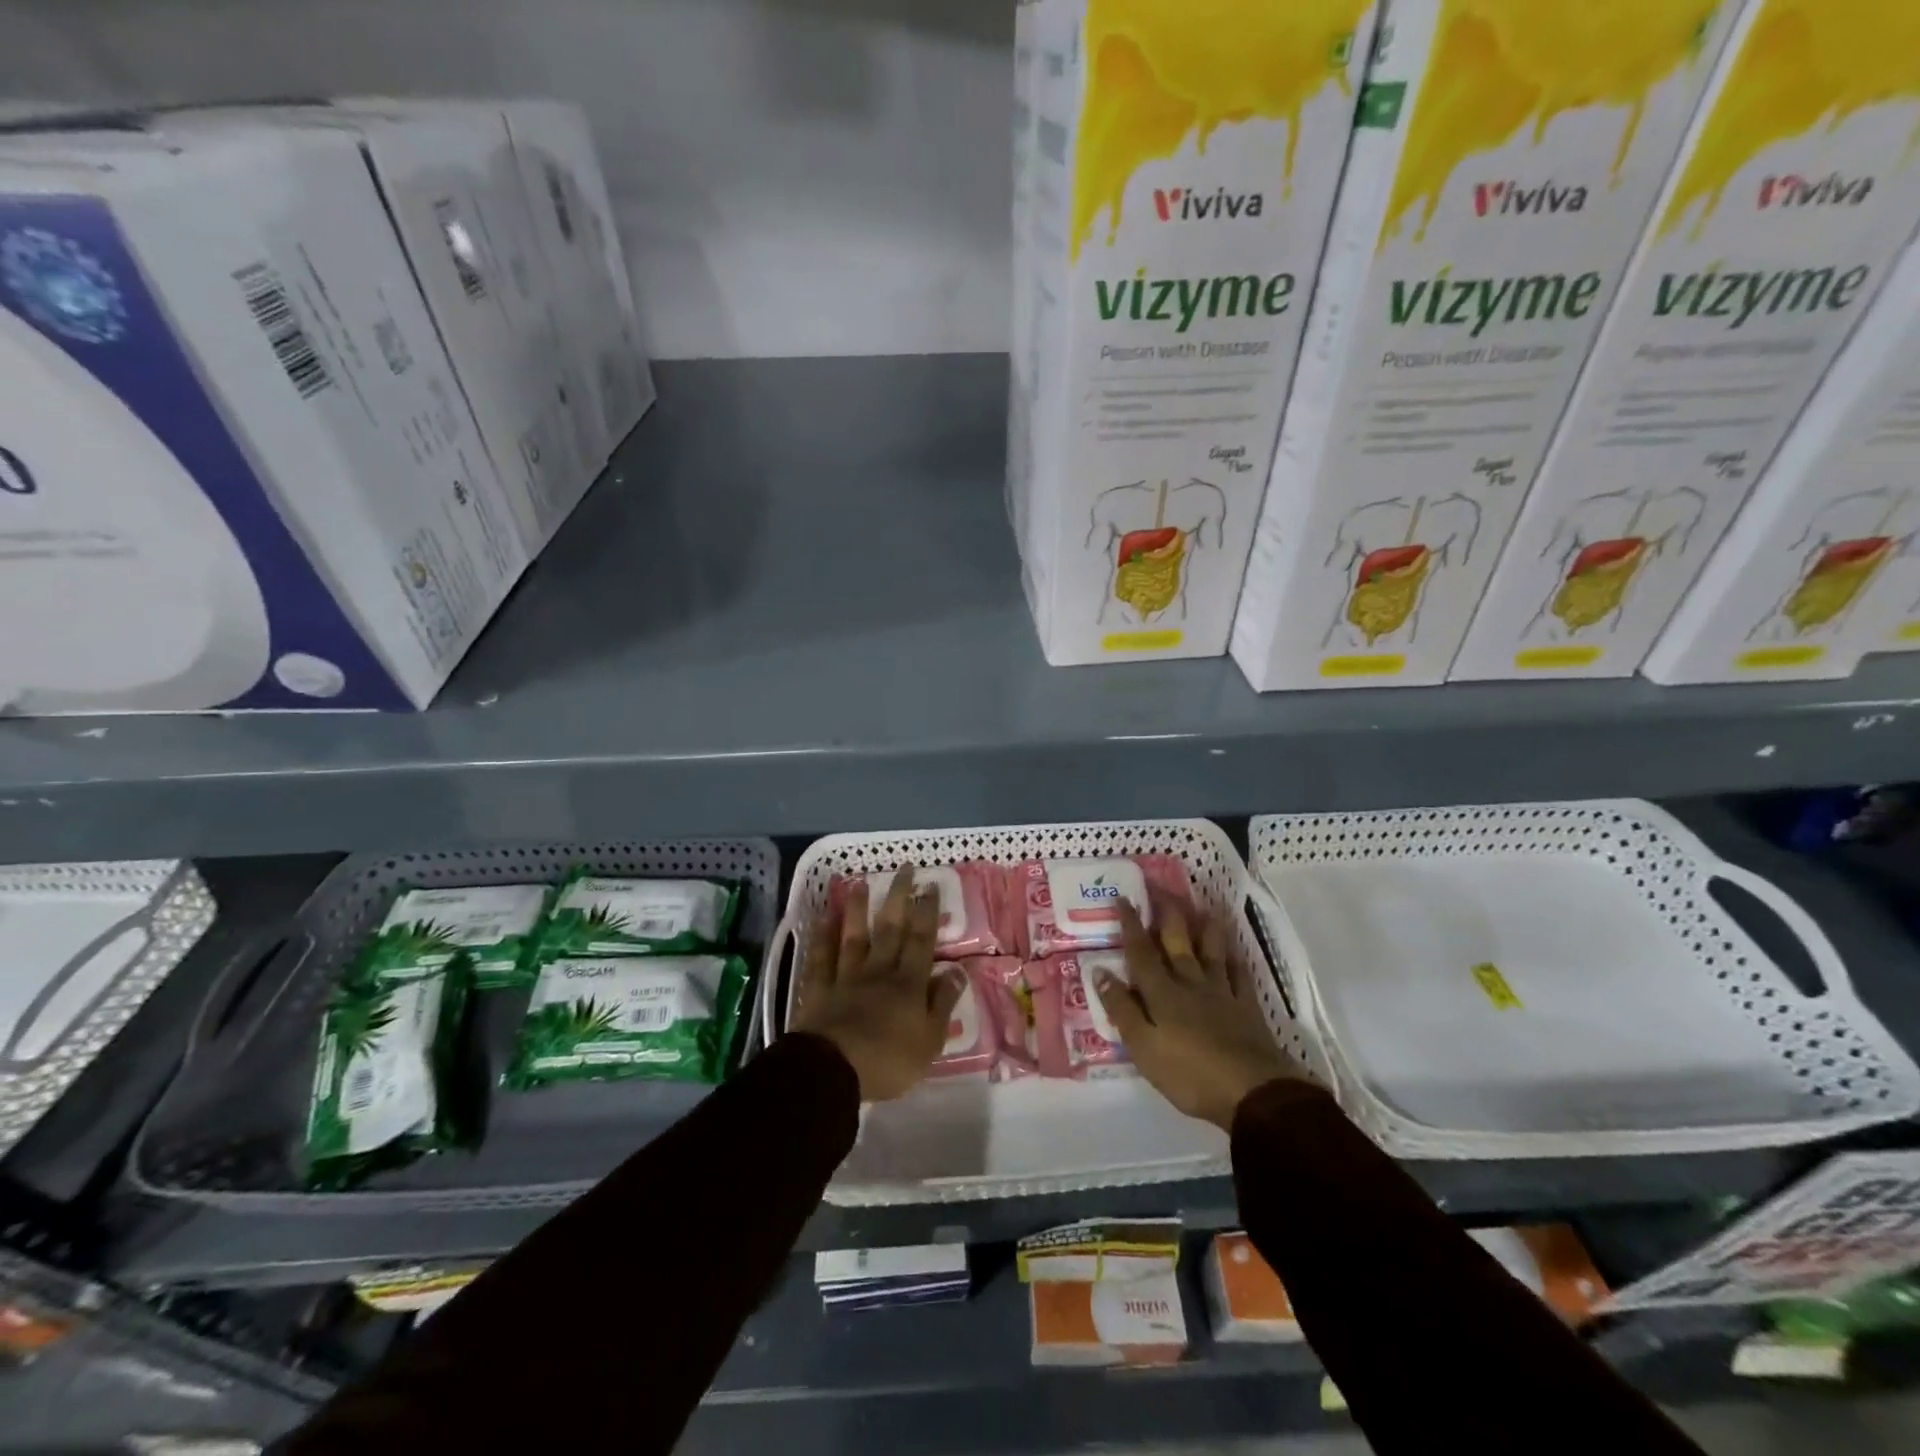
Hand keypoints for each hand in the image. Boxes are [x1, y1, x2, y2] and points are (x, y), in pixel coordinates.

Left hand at [792, 864, 965, 1101]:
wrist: (832, 1071)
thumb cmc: (888, 1061)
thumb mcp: (930, 1040)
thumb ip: (942, 1003)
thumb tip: (957, 971)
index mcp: (908, 983)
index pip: (921, 940)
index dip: (927, 912)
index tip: (931, 885)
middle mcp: (878, 971)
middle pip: (890, 928)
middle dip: (899, 897)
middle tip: (904, 868)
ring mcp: (846, 977)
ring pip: (854, 935)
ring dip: (859, 908)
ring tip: (862, 882)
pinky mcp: (819, 989)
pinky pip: (820, 957)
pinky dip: (821, 936)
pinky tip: (822, 917)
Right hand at [1096, 898, 1302, 1130]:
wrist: (1252, 1093)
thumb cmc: (1189, 1074)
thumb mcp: (1143, 1047)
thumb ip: (1122, 1008)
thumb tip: (1100, 971)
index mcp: (1162, 993)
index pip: (1141, 952)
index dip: (1131, 924)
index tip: (1123, 897)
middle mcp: (1190, 983)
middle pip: (1177, 942)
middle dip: (1167, 914)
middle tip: (1161, 888)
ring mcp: (1222, 993)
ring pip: (1212, 951)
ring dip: (1206, 927)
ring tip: (1204, 906)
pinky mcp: (1247, 1008)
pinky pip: (1241, 975)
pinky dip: (1237, 958)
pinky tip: (1236, 950)